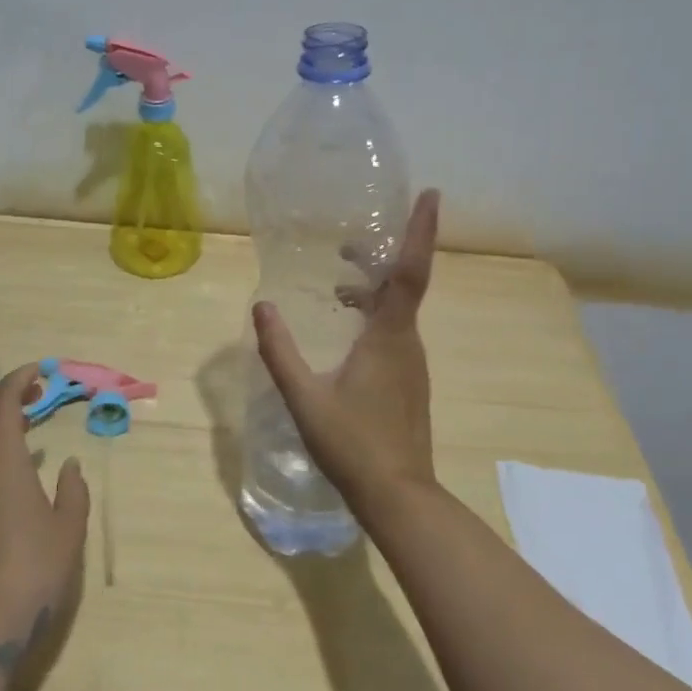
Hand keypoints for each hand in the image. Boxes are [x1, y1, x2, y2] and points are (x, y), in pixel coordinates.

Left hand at [0, 364, 90, 661]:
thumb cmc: (35, 566)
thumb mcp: (69, 526)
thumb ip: (73, 489)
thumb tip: (70, 465)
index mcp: (2, 458)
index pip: (2, 400)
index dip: (18, 379)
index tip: (38, 371)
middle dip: (4, 395)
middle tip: (34, 396)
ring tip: (25, 430)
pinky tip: (8, 473)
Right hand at [252, 189, 440, 514]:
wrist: (398, 496)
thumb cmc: (352, 445)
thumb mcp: (304, 398)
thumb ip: (280, 352)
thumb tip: (261, 307)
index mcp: (389, 338)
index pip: (409, 272)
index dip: (420, 231)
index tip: (430, 194)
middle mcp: (408, 344)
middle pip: (403, 286)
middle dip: (381, 257)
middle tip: (346, 245)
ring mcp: (412, 365)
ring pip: (398, 313)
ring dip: (373, 291)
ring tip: (337, 287)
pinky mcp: (409, 383)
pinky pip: (395, 334)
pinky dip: (374, 318)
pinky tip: (346, 335)